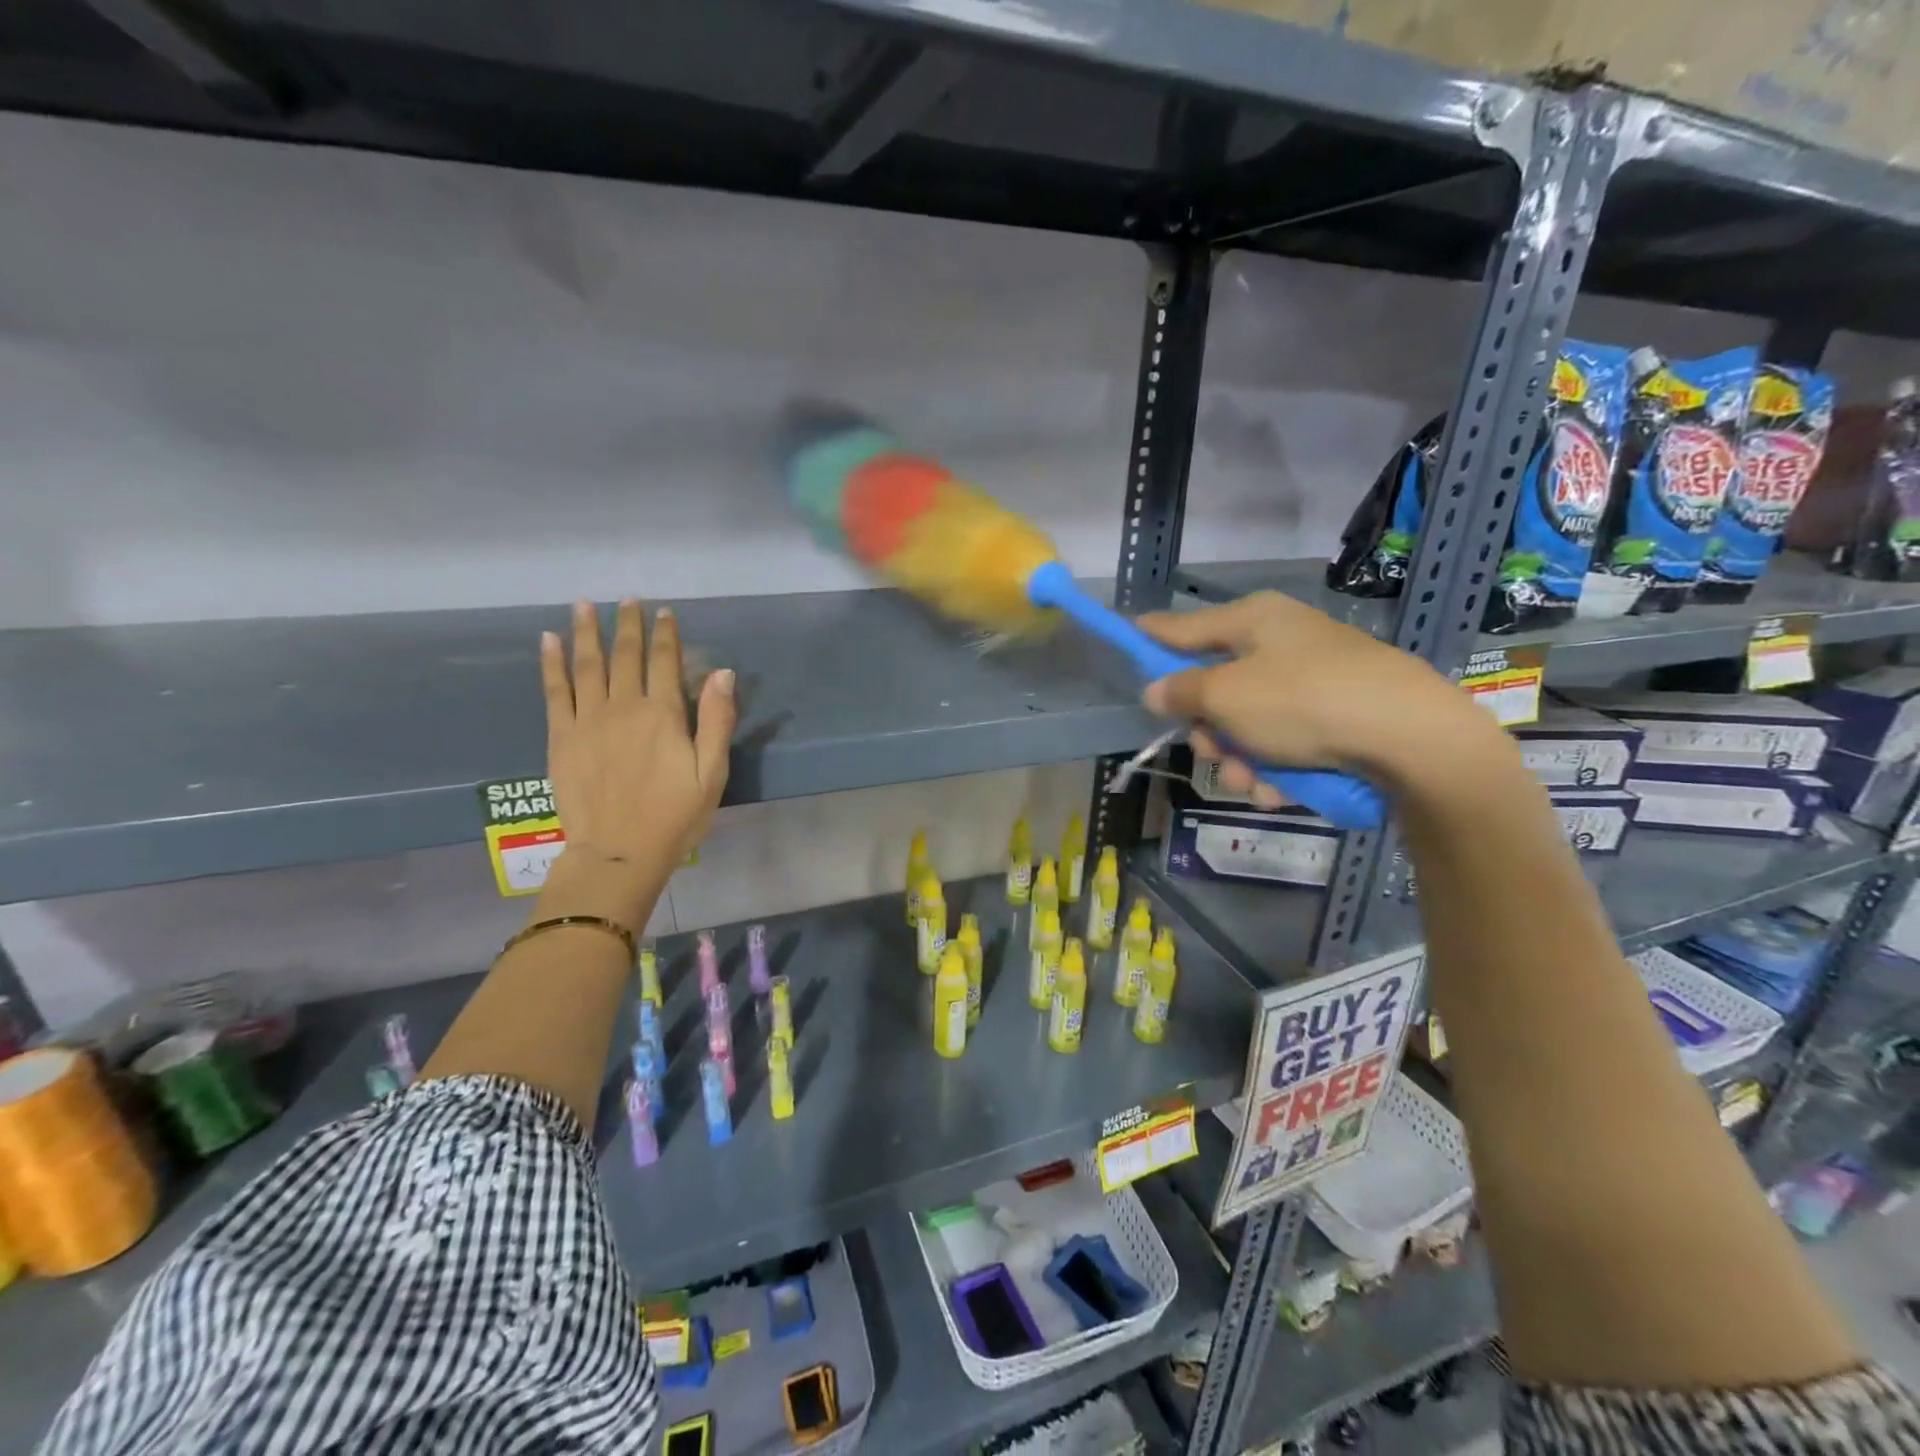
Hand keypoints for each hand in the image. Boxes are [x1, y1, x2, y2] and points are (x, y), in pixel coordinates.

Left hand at [539, 600, 735, 922]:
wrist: (619, 852)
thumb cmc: (675, 816)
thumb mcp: (712, 772)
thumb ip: (716, 720)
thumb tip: (722, 673)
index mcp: (663, 714)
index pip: (664, 661)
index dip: (665, 633)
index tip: (665, 611)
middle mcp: (623, 707)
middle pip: (625, 655)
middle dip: (627, 624)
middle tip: (626, 598)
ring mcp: (588, 720)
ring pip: (587, 665)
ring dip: (586, 632)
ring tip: (583, 605)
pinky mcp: (561, 737)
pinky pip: (555, 691)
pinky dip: (551, 663)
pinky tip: (548, 641)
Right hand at [1135, 591, 1492, 806]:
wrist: (1411, 737)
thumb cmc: (1302, 702)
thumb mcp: (1226, 696)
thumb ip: (1181, 692)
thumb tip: (1155, 689)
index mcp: (1253, 621)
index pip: (1183, 626)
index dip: (1151, 637)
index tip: (1125, 637)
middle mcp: (1281, 643)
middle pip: (1216, 687)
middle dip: (1210, 731)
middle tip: (1212, 753)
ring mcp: (1312, 679)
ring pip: (1249, 724)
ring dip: (1241, 760)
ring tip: (1254, 785)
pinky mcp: (1337, 714)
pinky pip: (1286, 741)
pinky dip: (1277, 767)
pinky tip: (1282, 790)